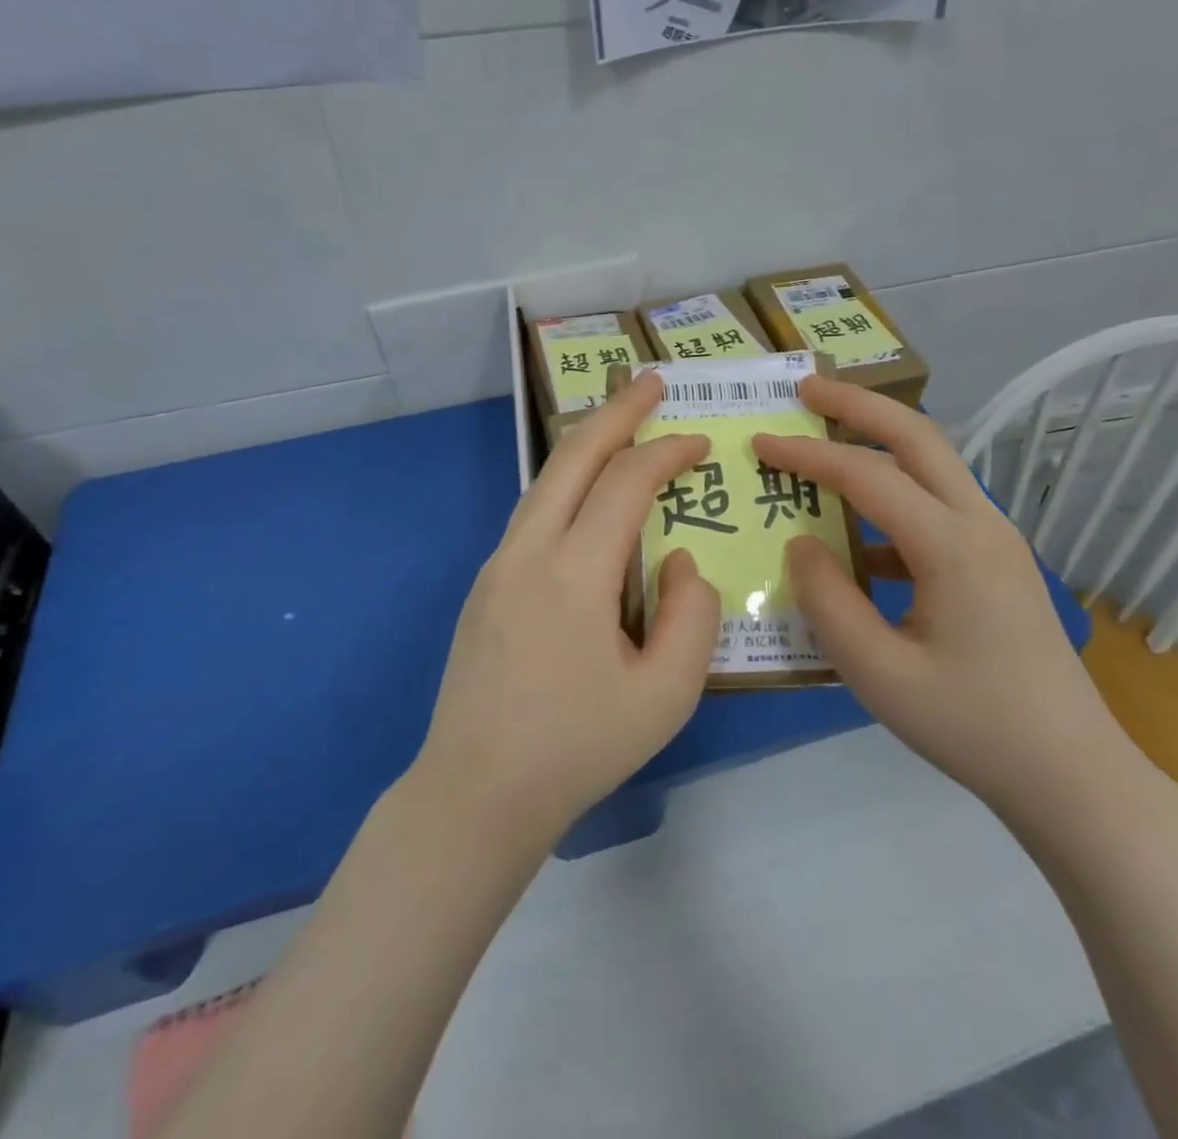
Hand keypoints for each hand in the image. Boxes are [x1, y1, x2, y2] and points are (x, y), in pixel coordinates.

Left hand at [416, 372, 719, 842]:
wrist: (476, 793)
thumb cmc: (578, 748)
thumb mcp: (666, 694)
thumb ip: (691, 615)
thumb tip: (679, 558)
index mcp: (573, 573)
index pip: (626, 483)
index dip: (667, 453)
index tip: (701, 442)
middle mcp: (527, 551)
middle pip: (572, 456)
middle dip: (615, 411)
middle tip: (650, 383)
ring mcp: (497, 565)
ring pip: (545, 480)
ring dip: (586, 444)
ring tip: (621, 425)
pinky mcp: (485, 585)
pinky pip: (533, 514)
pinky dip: (567, 485)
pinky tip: (588, 499)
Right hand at [754, 379, 1135, 820]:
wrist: (1073, 774)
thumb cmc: (972, 727)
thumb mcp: (879, 675)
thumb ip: (828, 602)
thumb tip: (800, 544)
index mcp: (952, 546)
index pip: (867, 475)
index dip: (808, 455)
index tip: (760, 443)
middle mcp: (980, 524)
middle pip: (917, 436)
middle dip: (858, 403)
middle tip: (806, 388)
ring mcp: (996, 539)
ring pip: (933, 464)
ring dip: (879, 440)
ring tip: (827, 436)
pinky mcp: (997, 560)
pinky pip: (938, 506)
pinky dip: (894, 496)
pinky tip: (858, 535)